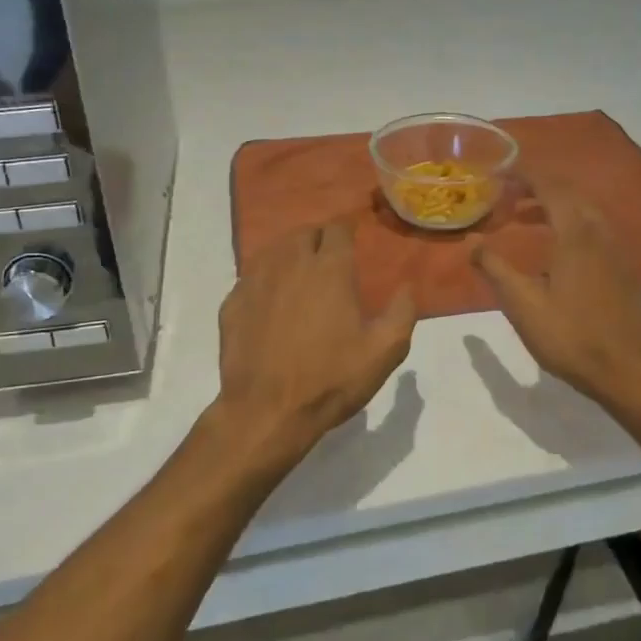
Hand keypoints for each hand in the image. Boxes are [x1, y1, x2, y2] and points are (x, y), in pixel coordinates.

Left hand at [205, 222, 416, 477]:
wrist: (267, 411)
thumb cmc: (330, 379)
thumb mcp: (383, 352)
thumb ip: (402, 313)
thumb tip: (407, 287)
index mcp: (329, 269)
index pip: (337, 229)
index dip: (346, 231)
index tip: (352, 242)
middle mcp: (290, 264)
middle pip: (304, 233)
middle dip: (318, 239)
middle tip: (328, 259)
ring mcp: (256, 281)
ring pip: (274, 250)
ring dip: (289, 254)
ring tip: (298, 273)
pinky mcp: (232, 302)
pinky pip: (250, 277)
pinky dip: (263, 280)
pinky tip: (269, 300)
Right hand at [472, 176, 640, 420]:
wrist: (629, 373)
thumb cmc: (571, 338)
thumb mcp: (523, 306)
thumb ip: (496, 269)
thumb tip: (473, 243)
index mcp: (576, 236)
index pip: (550, 188)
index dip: (525, 175)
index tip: (499, 172)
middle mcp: (600, 234)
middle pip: (570, 194)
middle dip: (538, 187)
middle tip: (507, 194)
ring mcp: (616, 252)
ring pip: (585, 211)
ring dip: (554, 205)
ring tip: (524, 217)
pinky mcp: (622, 270)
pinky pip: (594, 229)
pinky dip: (570, 223)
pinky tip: (555, 248)